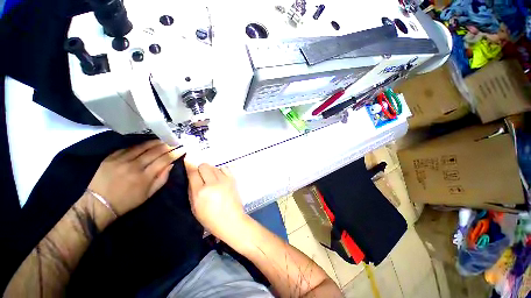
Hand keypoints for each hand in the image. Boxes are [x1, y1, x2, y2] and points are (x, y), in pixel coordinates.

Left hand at [88, 140, 184, 215]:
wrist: (98, 204)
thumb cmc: (127, 202)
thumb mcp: (149, 195)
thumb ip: (162, 179)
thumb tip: (170, 165)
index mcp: (145, 177)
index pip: (164, 160)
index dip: (175, 153)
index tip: (182, 148)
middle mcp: (134, 166)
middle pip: (155, 151)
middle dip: (167, 145)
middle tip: (174, 141)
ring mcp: (121, 160)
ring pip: (142, 147)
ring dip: (155, 142)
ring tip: (163, 139)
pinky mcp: (111, 157)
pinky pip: (128, 147)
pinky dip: (139, 145)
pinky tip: (145, 143)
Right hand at [185, 162, 246, 240]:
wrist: (231, 220)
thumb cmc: (210, 219)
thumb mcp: (194, 208)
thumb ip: (192, 190)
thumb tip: (192, 176)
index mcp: (200, 192)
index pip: (193, 172)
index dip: (189, 166)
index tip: (188, 163)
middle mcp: (212, 183)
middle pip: (204, 165)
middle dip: (200, 169)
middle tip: (202, 177)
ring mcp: (224, 180)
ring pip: (214, 166)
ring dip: (211, 171)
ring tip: (212, 180)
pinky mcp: (233, 179)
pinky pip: (224, 168)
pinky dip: (221, 171)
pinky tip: (221, 178)